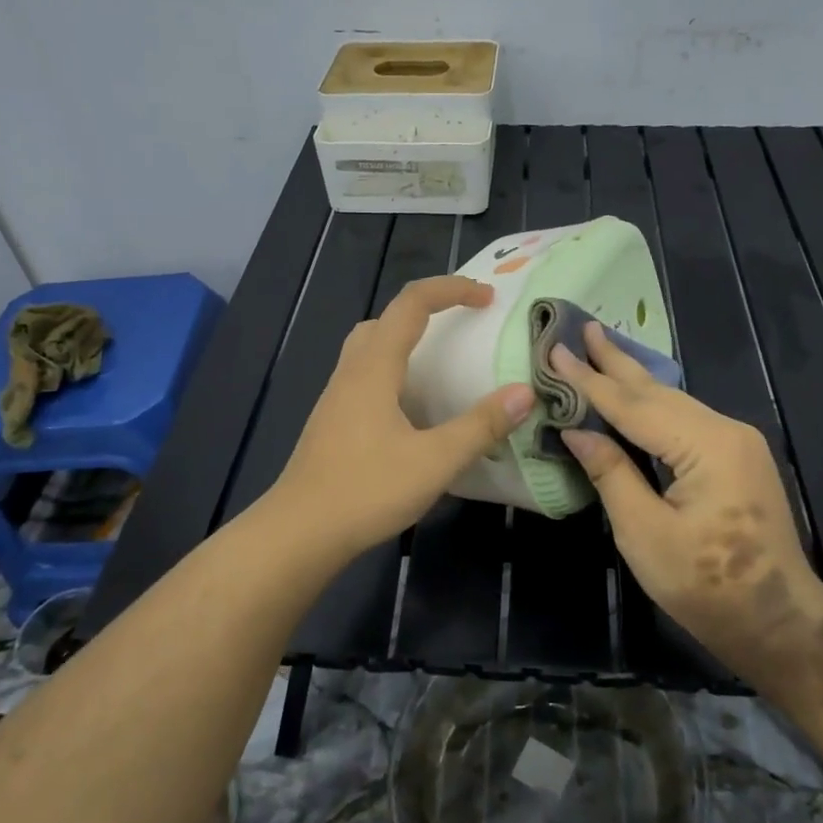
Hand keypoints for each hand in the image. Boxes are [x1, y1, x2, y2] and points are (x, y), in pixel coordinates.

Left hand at [270, 276, 533, 561]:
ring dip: (406, 341)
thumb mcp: (434, 461)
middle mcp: (351, 373)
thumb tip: (524, 393)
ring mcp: (337, 398)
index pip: (411, 304)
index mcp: (374, 368)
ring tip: (441, 364)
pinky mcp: (332, 422)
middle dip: (426, 311)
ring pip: (370, 348)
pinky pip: (366, 377)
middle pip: (385, 320)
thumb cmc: (366, 490)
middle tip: (462, 326)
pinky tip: (413, 409)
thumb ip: (481, 426)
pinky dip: (394, 372)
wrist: (299, 532)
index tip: (487, 298)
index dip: (451, 290)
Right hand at [551, 324, 822, 692]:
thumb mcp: (644, 533)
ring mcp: (736, 442)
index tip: (555, 349)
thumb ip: (611, 473)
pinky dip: (651, 405)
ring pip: (673, 403)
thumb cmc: (706, 587)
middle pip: (657, 392)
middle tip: (583, 327)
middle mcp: (726, 430)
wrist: (778, 623)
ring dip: (633, 379)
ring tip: (601, 349)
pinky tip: (635, 393)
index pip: (633, 405)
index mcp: (706, 446)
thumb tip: (576, 430)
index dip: (589, 380)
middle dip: (615, 362)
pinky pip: (685, 420)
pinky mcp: (736, 458)